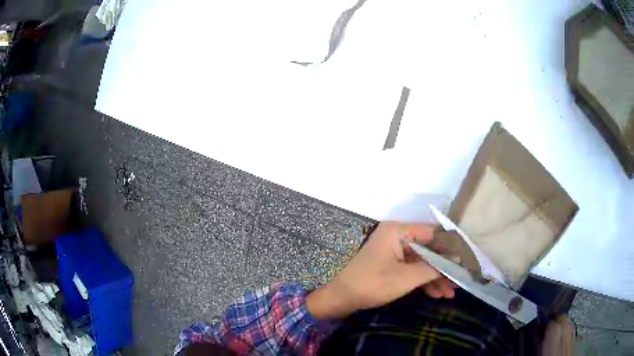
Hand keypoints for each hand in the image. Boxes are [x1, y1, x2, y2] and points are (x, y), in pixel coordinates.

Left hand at [307, 222, 454, 320]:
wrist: (341, 299)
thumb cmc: (372, 284)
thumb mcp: (406, 278)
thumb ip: (433, 267)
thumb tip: (456, 260)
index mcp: (398, 231)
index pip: (432, 233)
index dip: (450, 247)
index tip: (465, 260)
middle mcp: (397, 236)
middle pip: (428, 249)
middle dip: (443, 268)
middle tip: (459, 281)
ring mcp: (394, 251)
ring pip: (422, 262)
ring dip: (435, 278)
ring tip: (450, 293)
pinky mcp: (391, 264)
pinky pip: (412, 269)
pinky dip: (423, 281)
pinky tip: (436, 294)